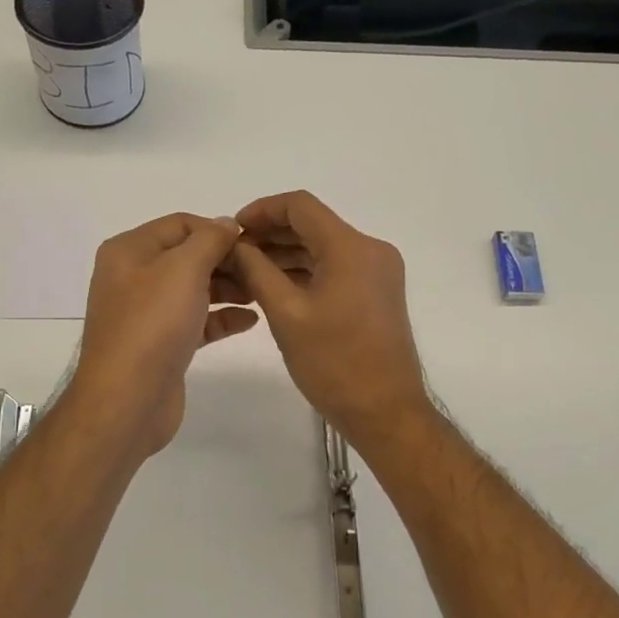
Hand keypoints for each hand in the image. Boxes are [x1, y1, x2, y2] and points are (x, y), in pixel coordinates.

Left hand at [67, 213, 258, 458]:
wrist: (128, 400)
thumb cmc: (153, 324)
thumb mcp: (183, 269)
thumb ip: (210, 240)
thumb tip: (227, 223)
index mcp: (129, 250)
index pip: (180, 224)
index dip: (217, 229)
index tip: (252, 243)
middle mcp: (133, 277)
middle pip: (188, 256)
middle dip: (226, 260)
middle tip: (263, 270)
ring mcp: (146, 312)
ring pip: (194, 289)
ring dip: (228, 288)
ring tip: (262, 293)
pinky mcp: (162, 344)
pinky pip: (196, 320)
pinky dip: (221, 317)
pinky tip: (251, 321)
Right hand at [226, 191, 431, 446]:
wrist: (385, 411)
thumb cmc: (333, 363)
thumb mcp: (286, 314)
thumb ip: (256, 270)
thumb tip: (235, 244)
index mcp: (351, 248)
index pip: (301, 206)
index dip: (262, 210)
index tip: (233, 229)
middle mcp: (370, 250)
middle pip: (313, 225)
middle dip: (271, 233)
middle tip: (233, 252)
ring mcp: (377, 271)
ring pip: (323, 247)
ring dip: (286, 253)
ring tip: (246, 270)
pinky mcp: (376, 291)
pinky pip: (335, 267)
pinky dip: (305, 271)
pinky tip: (274, 285)